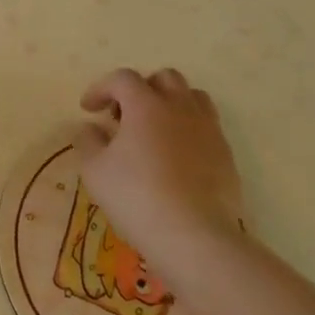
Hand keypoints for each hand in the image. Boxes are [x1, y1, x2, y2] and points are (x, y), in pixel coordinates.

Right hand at [75, 68, 243, 260]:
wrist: (194, 236)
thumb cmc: (136, 196)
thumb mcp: (94, 169)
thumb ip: (88, 140)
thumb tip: (90, 128)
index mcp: (147, 105)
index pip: (122, 78)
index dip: (101, 88)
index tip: (88, 109)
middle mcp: (181, 108)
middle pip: (164, 78)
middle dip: (140, 89)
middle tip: (123, 116)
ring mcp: (209, 130)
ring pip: (192, 98)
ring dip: (169, 104)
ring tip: (153, 130)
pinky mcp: (226, 155)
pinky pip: (206, 127)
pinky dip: (187, 130)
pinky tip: (173, 157)